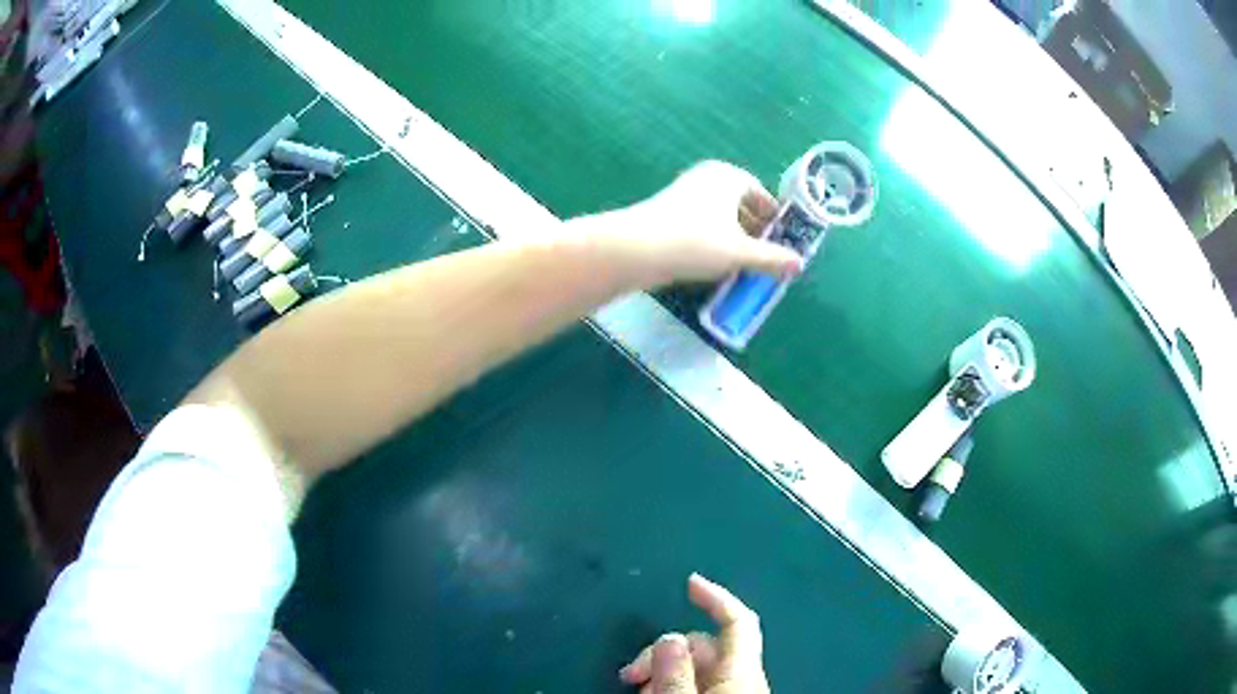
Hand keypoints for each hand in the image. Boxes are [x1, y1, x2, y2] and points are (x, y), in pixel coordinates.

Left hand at [580, 161, 802, 289]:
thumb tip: (799, 264)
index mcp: (728, 176)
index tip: (782, 240)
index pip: (760, 194)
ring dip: (734, 238)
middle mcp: (707, 178)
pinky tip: (716, 264)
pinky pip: (702, 224)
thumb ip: (772, 258)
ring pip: (720, 216)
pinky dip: (714, 240)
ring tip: (744, 264)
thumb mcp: (740, 253)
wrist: (637, 249)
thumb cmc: (696, 242)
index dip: (774, 218)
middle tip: (766, 255)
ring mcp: (685, 193)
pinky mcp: (668, 212)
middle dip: (754, 230)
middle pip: (740, 204)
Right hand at [620, 574, 770, 692]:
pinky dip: (674, 683)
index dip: (717, 597)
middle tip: (631, 674)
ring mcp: (733, 691)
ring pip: (696, 667)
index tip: (690, 581)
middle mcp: (742, 678)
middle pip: (704, 646)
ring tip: (639, 689)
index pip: (739, 621)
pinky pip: (698, 683)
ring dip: (663, 671)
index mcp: (741, 671)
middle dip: (664, 651)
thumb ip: (675, 672)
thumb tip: (668, 638)